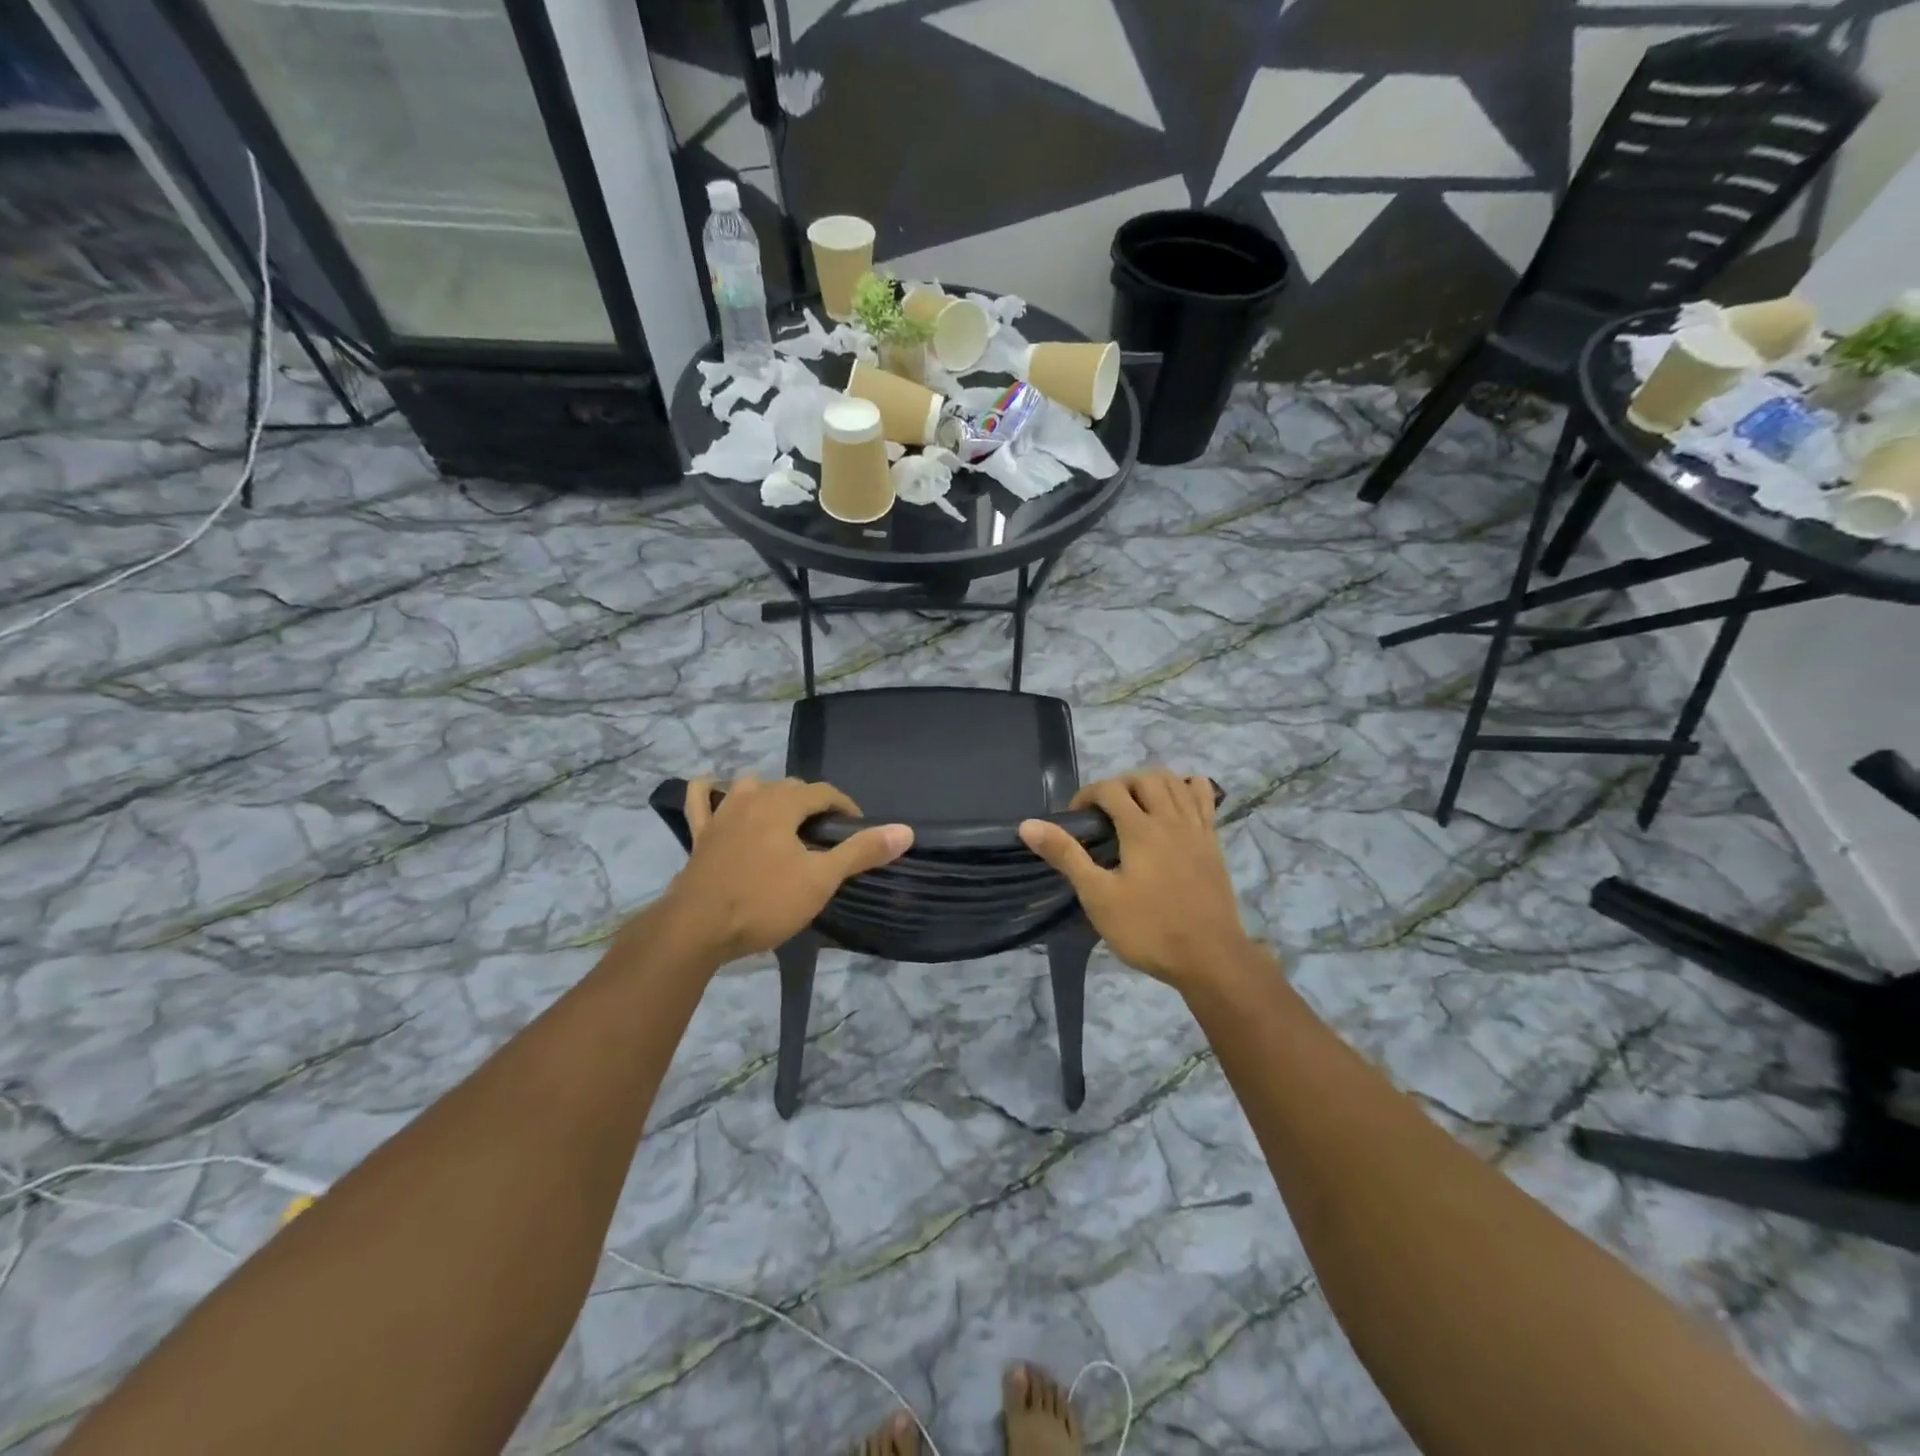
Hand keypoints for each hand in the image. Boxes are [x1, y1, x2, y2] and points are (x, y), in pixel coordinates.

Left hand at [661, 777, 912, 963]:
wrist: (698, 929)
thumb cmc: (765, 901)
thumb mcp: (821, 879)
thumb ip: (861, 851)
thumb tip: (905, 830)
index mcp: (782, 803)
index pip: (824, 792)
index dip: (845, 807)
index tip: (858, 832)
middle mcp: (751, 797)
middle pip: (789, 787)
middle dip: (812, 804)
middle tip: (826, 835)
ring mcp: (720, 814)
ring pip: (749, 787)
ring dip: (769, 794)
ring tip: (784, 818)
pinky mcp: (699, 835)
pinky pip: (701, 802)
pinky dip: (710, 793)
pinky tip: (716, 792)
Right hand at [1019, 770, 1250, 989]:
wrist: (1210, 958)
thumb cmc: (1148, 929)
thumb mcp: (1098, 896)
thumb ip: (1066, 856)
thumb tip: (1028, 825)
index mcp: (1140, 829)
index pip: (1110, 789)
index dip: (1087, 795)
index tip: (1075, 819)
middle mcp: (1171, 818)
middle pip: (1144, 778)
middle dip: (1118, 785)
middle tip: (1103, 813)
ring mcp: (1197, 828)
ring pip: (1175, 782)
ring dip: (1150, 783)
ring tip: (1134, 806)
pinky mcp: (1213, 842)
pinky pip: (1203, 798)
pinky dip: (1187, 788)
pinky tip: (1175, 804)